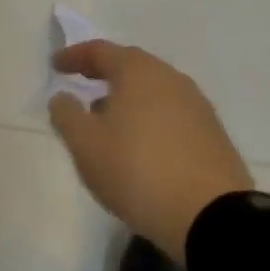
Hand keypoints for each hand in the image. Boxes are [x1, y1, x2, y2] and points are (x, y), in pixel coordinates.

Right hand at [48, 41, 253, 253]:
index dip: (74, 56)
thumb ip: (66, 114)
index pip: (100, 51)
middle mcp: (171, 80)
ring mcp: (198, 107)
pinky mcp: (213, 136)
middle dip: (103, 73)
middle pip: (131, 66)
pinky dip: (149, 118)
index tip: (55, 66)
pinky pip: (171, 115)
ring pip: (153, 91)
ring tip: (108, 120)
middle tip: (82, 83)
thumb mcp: (85, 144)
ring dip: (127, 98)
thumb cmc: (137, 170)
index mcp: (138, 72)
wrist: (213, 219)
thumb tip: (63, 98)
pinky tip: (140, 144)